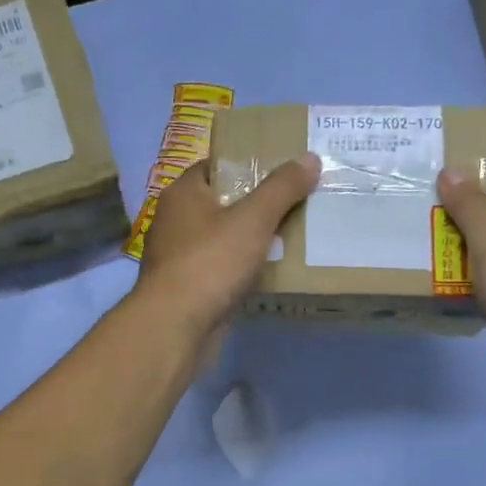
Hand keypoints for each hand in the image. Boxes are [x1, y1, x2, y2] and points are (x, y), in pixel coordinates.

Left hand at [136, 155, 320, 333]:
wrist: (175, 327)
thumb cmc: (210, 262)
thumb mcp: (253, 219)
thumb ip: (282, 188)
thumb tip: (309, 158)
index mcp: (183, 193)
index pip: (217, 166)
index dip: (249, 164)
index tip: (283, 169)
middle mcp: (175, 220)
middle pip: (223, 202)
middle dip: (257, 203)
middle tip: (297, 201)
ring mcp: (179, 256)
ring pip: (223, 238)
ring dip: (252, 239)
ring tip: (293, 235)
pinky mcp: (187, 287)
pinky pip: (222, 268)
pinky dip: (242, 268)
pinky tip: (270, 271)